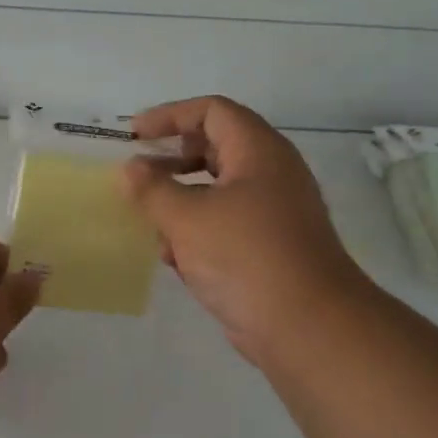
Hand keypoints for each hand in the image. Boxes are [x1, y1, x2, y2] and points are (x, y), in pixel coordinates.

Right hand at [120, 96, 365, 364]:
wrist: (307, 326)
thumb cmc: (245, 256)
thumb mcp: (187, 218)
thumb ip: (152, 189)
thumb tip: (130, 169)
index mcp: (259, 152)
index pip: (213, 111)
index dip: (170, 115)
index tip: (135, 134)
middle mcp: (272, 174)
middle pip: (216, 148)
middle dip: (173, 161)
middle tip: (140, 176)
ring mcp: (275, 213)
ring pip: (219, 191)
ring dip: (181, 202)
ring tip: (152, 224)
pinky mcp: (271, 248)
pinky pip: (227, 225)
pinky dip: (199, 232)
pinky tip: (176, 259)